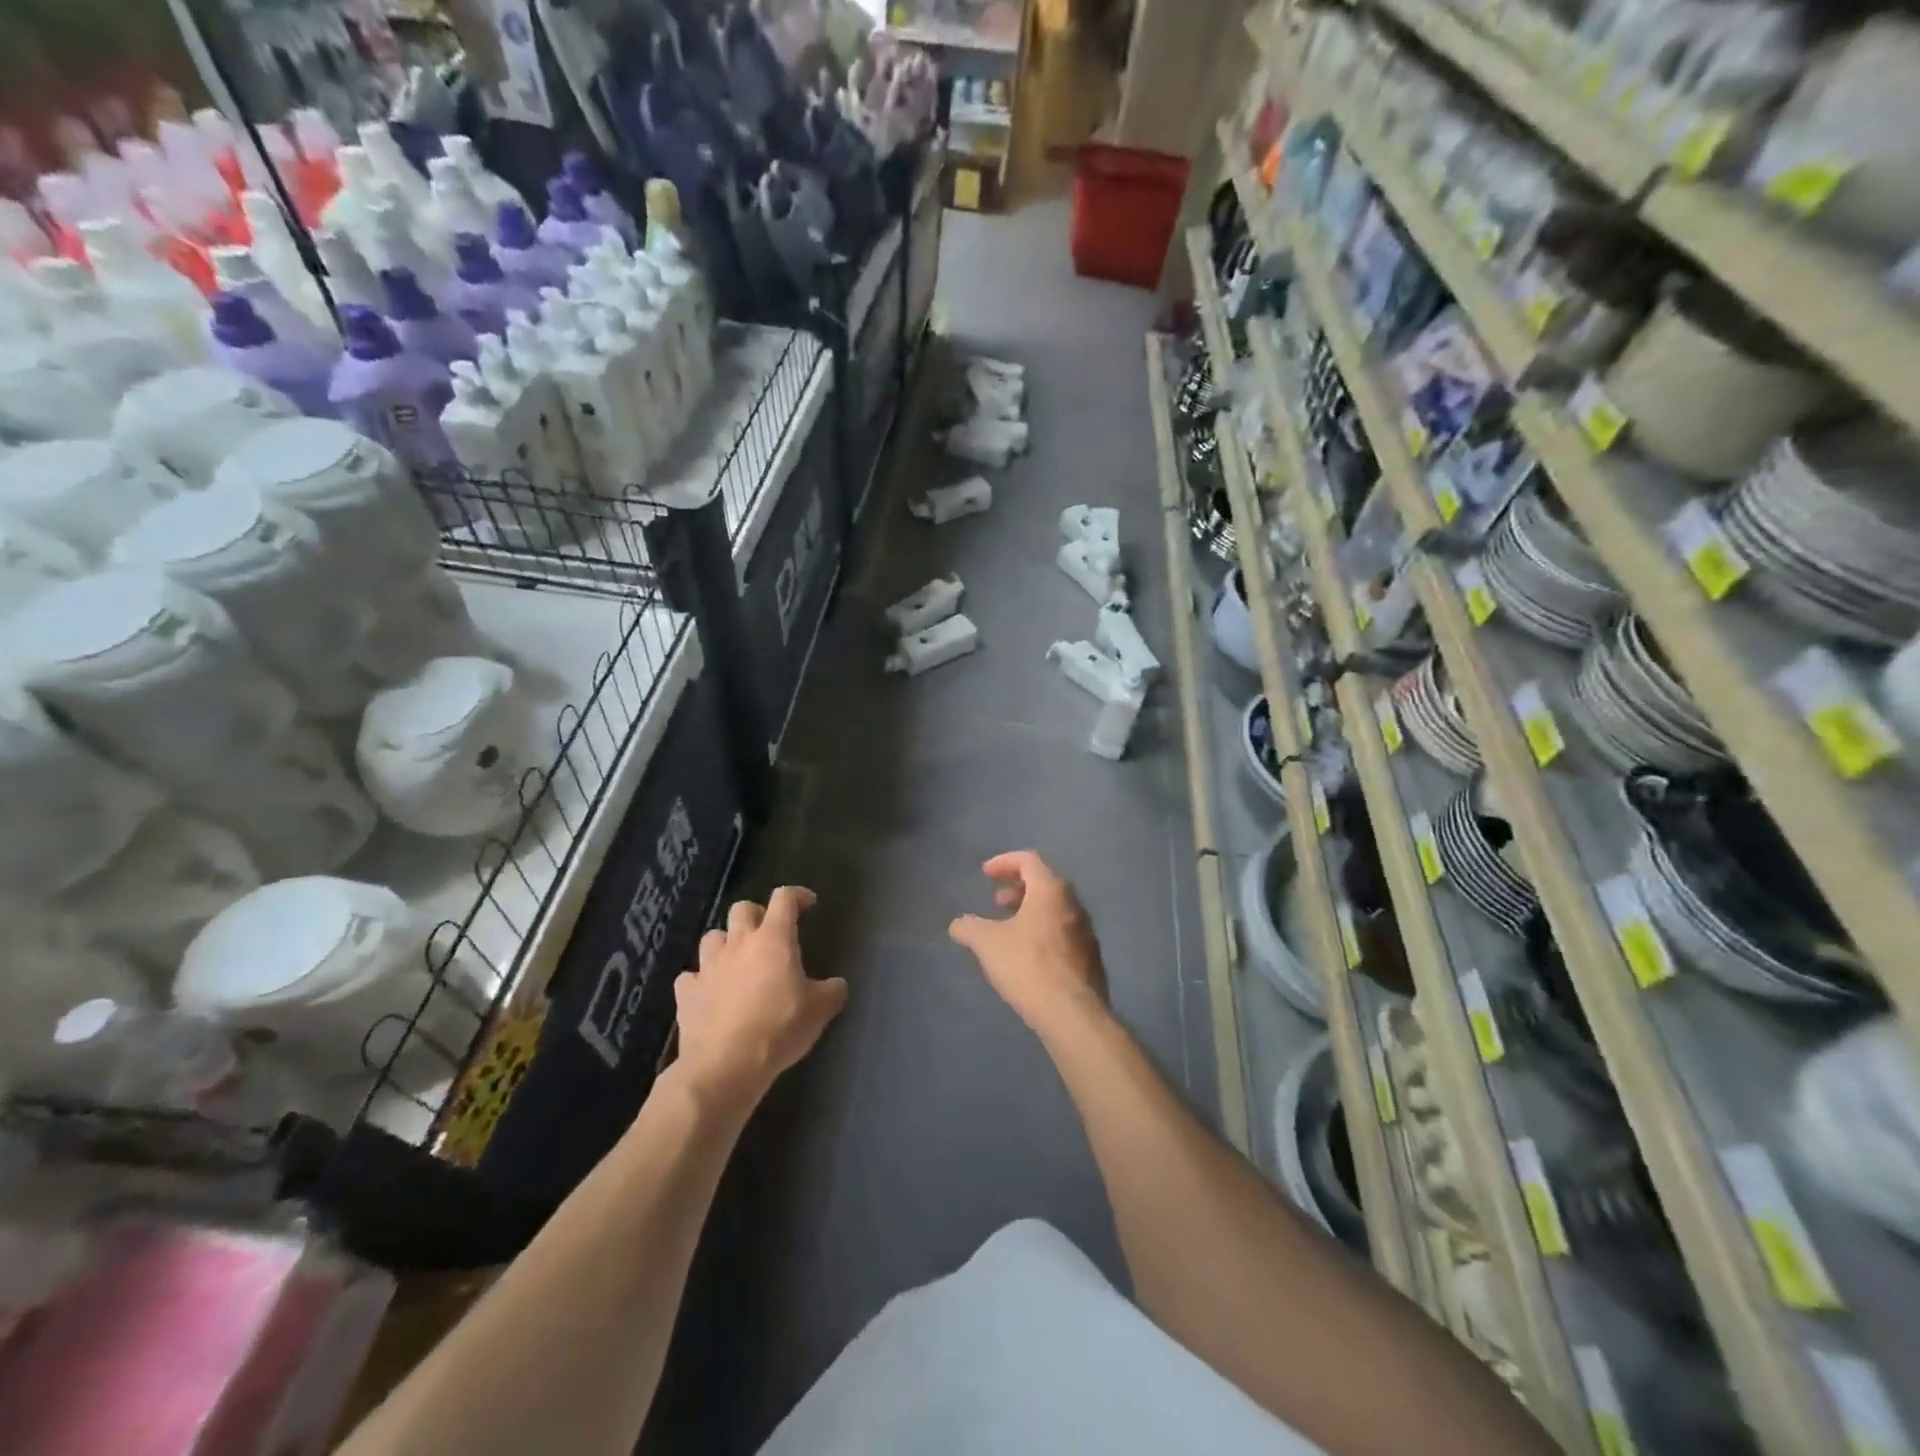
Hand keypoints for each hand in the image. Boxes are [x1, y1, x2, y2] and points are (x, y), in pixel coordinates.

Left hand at [674, 887, 846, 1109]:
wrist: (726, 1065)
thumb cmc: (779, 1027)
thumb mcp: (821, 1010)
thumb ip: (832, 990)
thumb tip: (836, 985)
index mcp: (774, 939)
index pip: (784, 898)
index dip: (797, 895)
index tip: (807, 904)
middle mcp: (739, 943)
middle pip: (742, 909)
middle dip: (757, 915)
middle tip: (769, 935)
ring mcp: (708, 966)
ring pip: (712, 937)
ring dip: (726, 944)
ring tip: (737, 961)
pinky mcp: (687, 993)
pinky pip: (691, 976)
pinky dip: (700, 980)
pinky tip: (709, 993)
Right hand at [949, 852, 1107, 1033]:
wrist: (1073, 1014)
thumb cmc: (1028, 966)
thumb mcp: (988, 944)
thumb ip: (969, 927)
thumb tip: (958, 924)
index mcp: (1051, 891)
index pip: (1029, 860)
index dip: (1004, 862)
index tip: (985, 873)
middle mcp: (1074, 904)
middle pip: (1045, 883)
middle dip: (1018, 888)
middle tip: (997, 901)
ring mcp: (1086, 932)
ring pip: (1056, 909)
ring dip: (1031, 911)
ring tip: (1009, 929)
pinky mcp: (1090, 958)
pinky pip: (1064, 932)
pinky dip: (1043, 931)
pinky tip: (1028, 955)